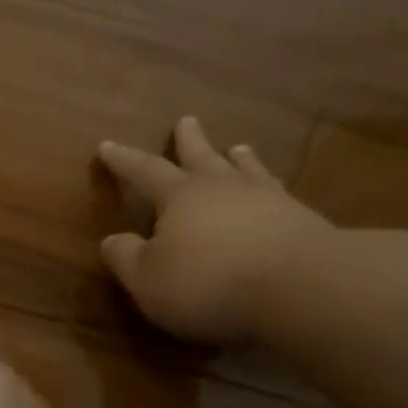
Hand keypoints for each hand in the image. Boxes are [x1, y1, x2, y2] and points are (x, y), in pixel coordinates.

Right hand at [95, 117, 333, 343]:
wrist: (296, 286)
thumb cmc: (206, 283)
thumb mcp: (147, 279)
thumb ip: (125, 257)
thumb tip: (111, 240)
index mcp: (179, 197)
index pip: (145, 171)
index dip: (124, 161)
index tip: (107, 146)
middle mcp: (222, 187)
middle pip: (201, 157)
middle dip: (189, 141)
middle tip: (187, 120)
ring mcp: (266, 199)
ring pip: (245, 169)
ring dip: (237, 158)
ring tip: (237, 148)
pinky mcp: (299, 219)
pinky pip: (277, 193)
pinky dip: (268, 187)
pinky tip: (274, 191)